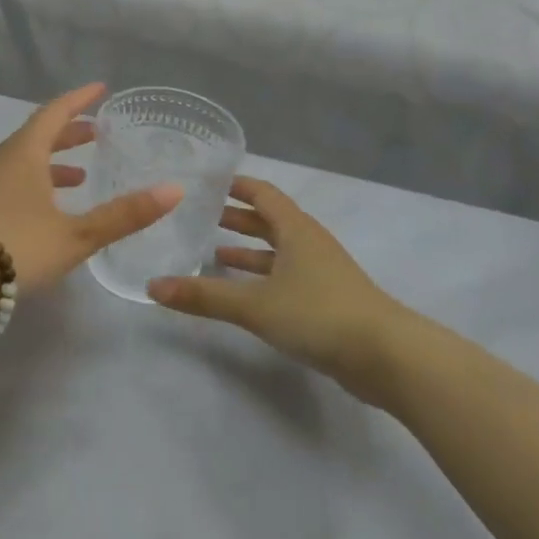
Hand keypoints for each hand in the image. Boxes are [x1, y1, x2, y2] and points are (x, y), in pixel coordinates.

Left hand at [0, 83, 181, 294]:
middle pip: (39, 134)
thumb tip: (174, 190)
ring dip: (54, 161)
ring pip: (26, 160)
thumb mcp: (77, 234)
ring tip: (82, 174)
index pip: (55, 112)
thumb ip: (124, 214)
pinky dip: (39, 183)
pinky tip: (51, 209)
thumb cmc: (18, 246)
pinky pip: (16, 181)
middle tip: (97, 132)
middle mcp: (5, 161)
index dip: (79, 99)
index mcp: (26, 153)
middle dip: (70, 131)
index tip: (101, 89)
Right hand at [148, 177, 411, 399]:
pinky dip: (262, 278)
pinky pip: (286, 277)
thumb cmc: (319, 314)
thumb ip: (204, 296)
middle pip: (269, 220)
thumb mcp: (255, 304)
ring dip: (248, 251)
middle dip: (236, 218)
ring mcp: (321, 273)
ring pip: (278, 252)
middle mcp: (309, 243)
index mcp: (296, 230)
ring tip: (212, 254)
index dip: (235, 185)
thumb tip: (152, 287)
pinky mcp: (327, 301)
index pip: (262, 193)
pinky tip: (243, 294)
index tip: (205, 182)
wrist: (386, 356)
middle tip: (200, 217)